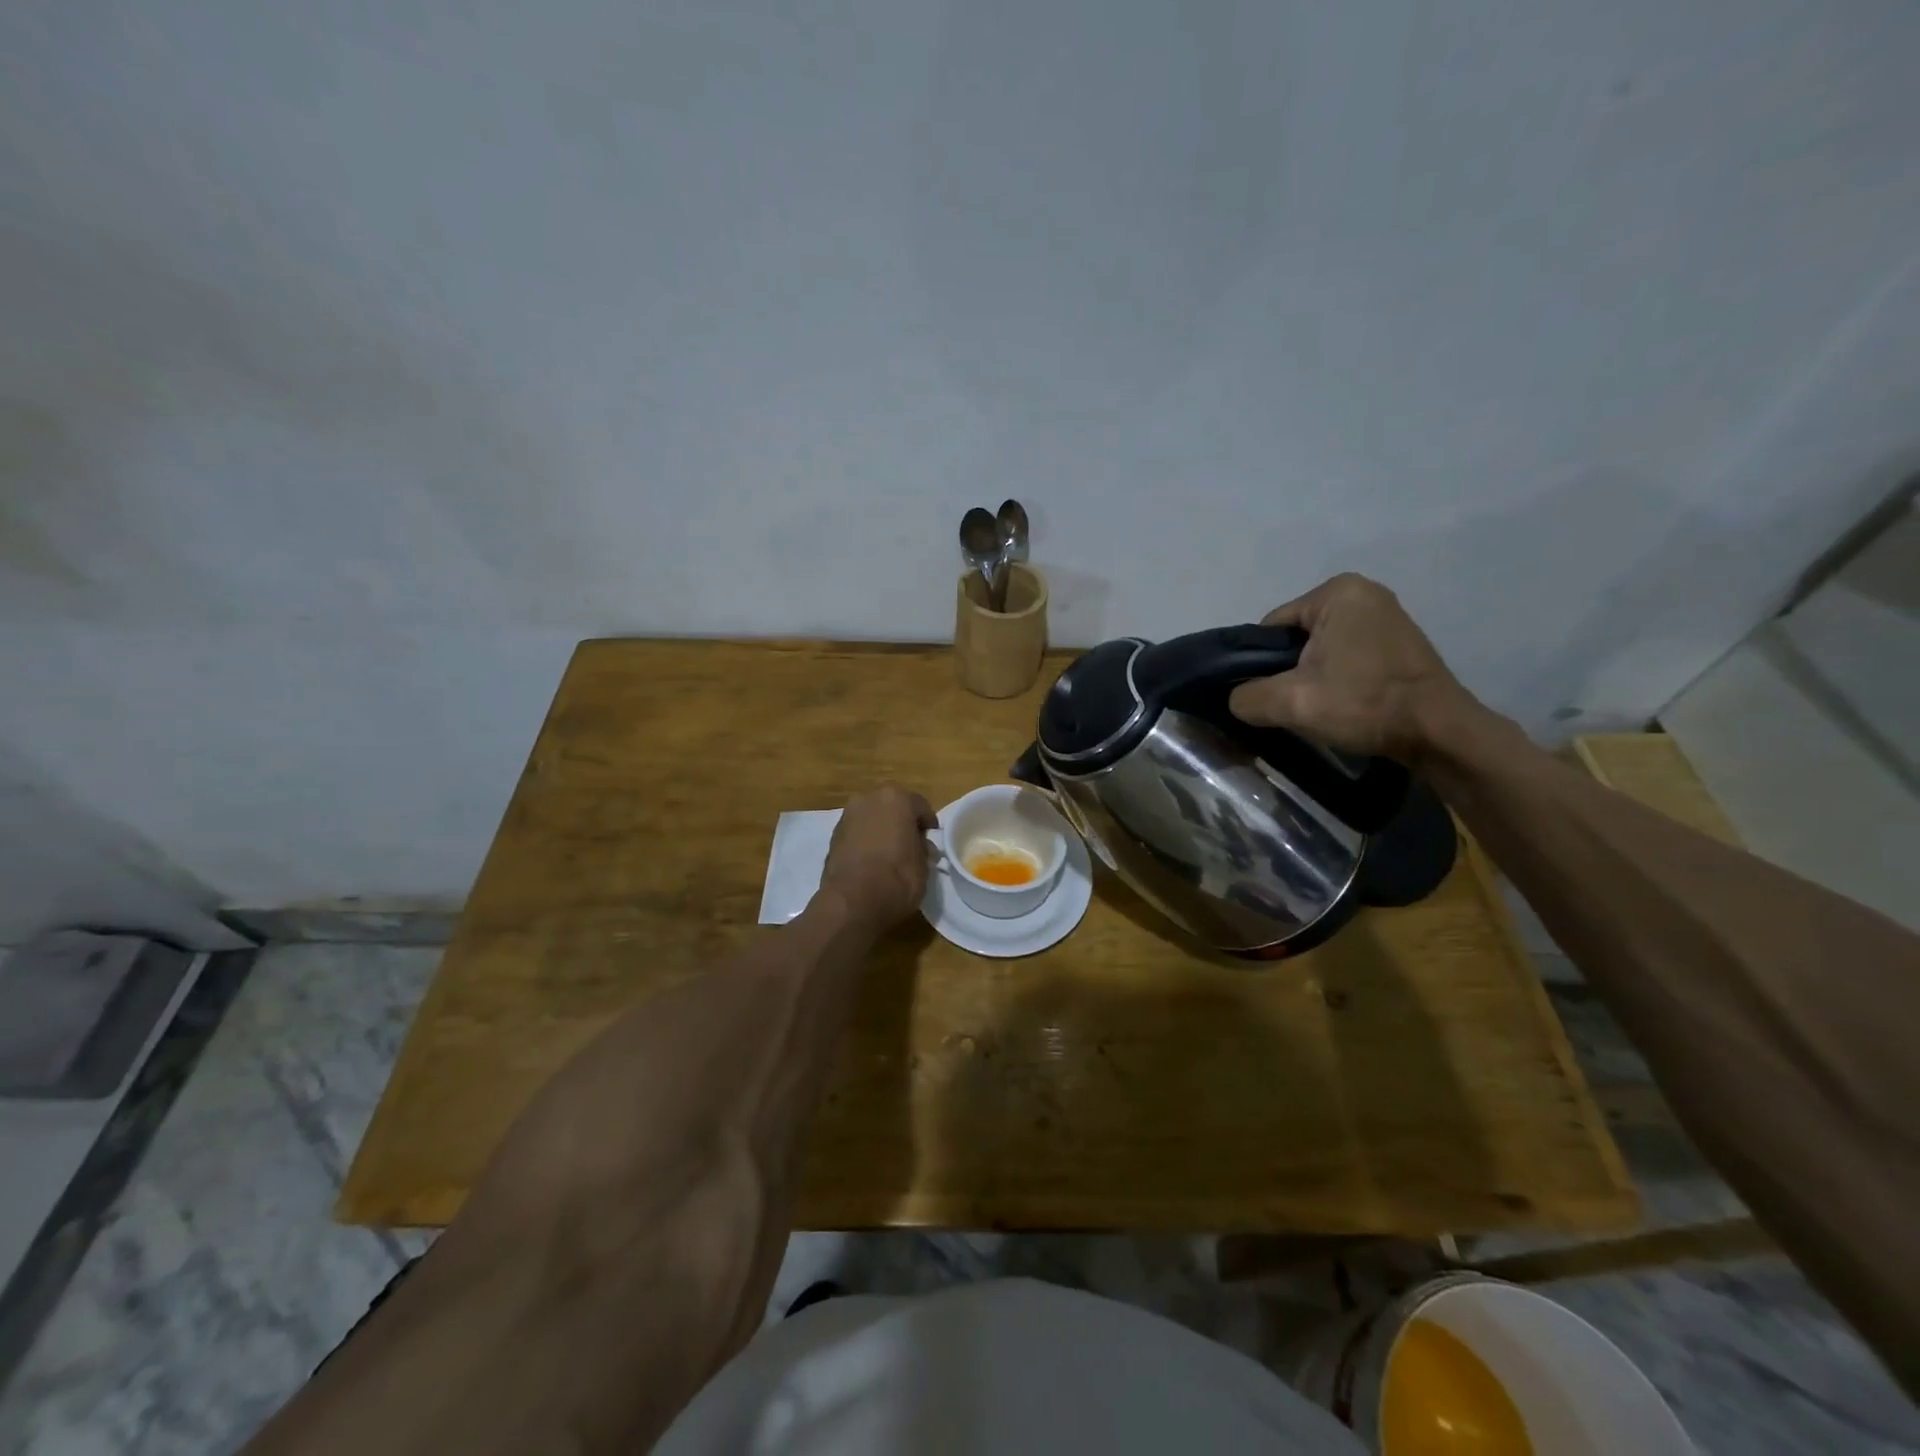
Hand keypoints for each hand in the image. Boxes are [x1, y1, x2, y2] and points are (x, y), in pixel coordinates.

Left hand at [819, 785, 937, 926]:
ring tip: (890, 853)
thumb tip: (920, 846)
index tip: (932, 838)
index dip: (927, 823)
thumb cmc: (897, 878)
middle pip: (892, 806)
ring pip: (872, 817)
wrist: (852, 901)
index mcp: (896, 798)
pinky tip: (871, 860)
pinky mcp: (833, 835)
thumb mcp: (924, 865)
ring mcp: (848, 815)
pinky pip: (857, 832)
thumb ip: (923, 848)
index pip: (919, 806)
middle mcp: (869, 798)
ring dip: (881, 829)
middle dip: (901, 822)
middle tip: (911, 843)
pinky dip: (865, 840)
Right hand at [1227, 573, 1479, 761]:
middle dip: (1290, 669)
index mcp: (1336, 592)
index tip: (1272, 694)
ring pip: (1322, 649)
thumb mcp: (1291, 702)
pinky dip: (1340, 677)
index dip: (1261, 664)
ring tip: (1321, 706)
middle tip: (1296, 703)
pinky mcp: (1400, 641)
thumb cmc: (1364, 703)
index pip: (1271, 629)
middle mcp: (1363, 592)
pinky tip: (1346, 702)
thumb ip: (1247, 697)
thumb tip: (1236, 700)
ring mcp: (1387, 615)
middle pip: (1297, 638)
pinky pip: (1349, 655)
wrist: (1438, 732)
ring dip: (1315, 676)